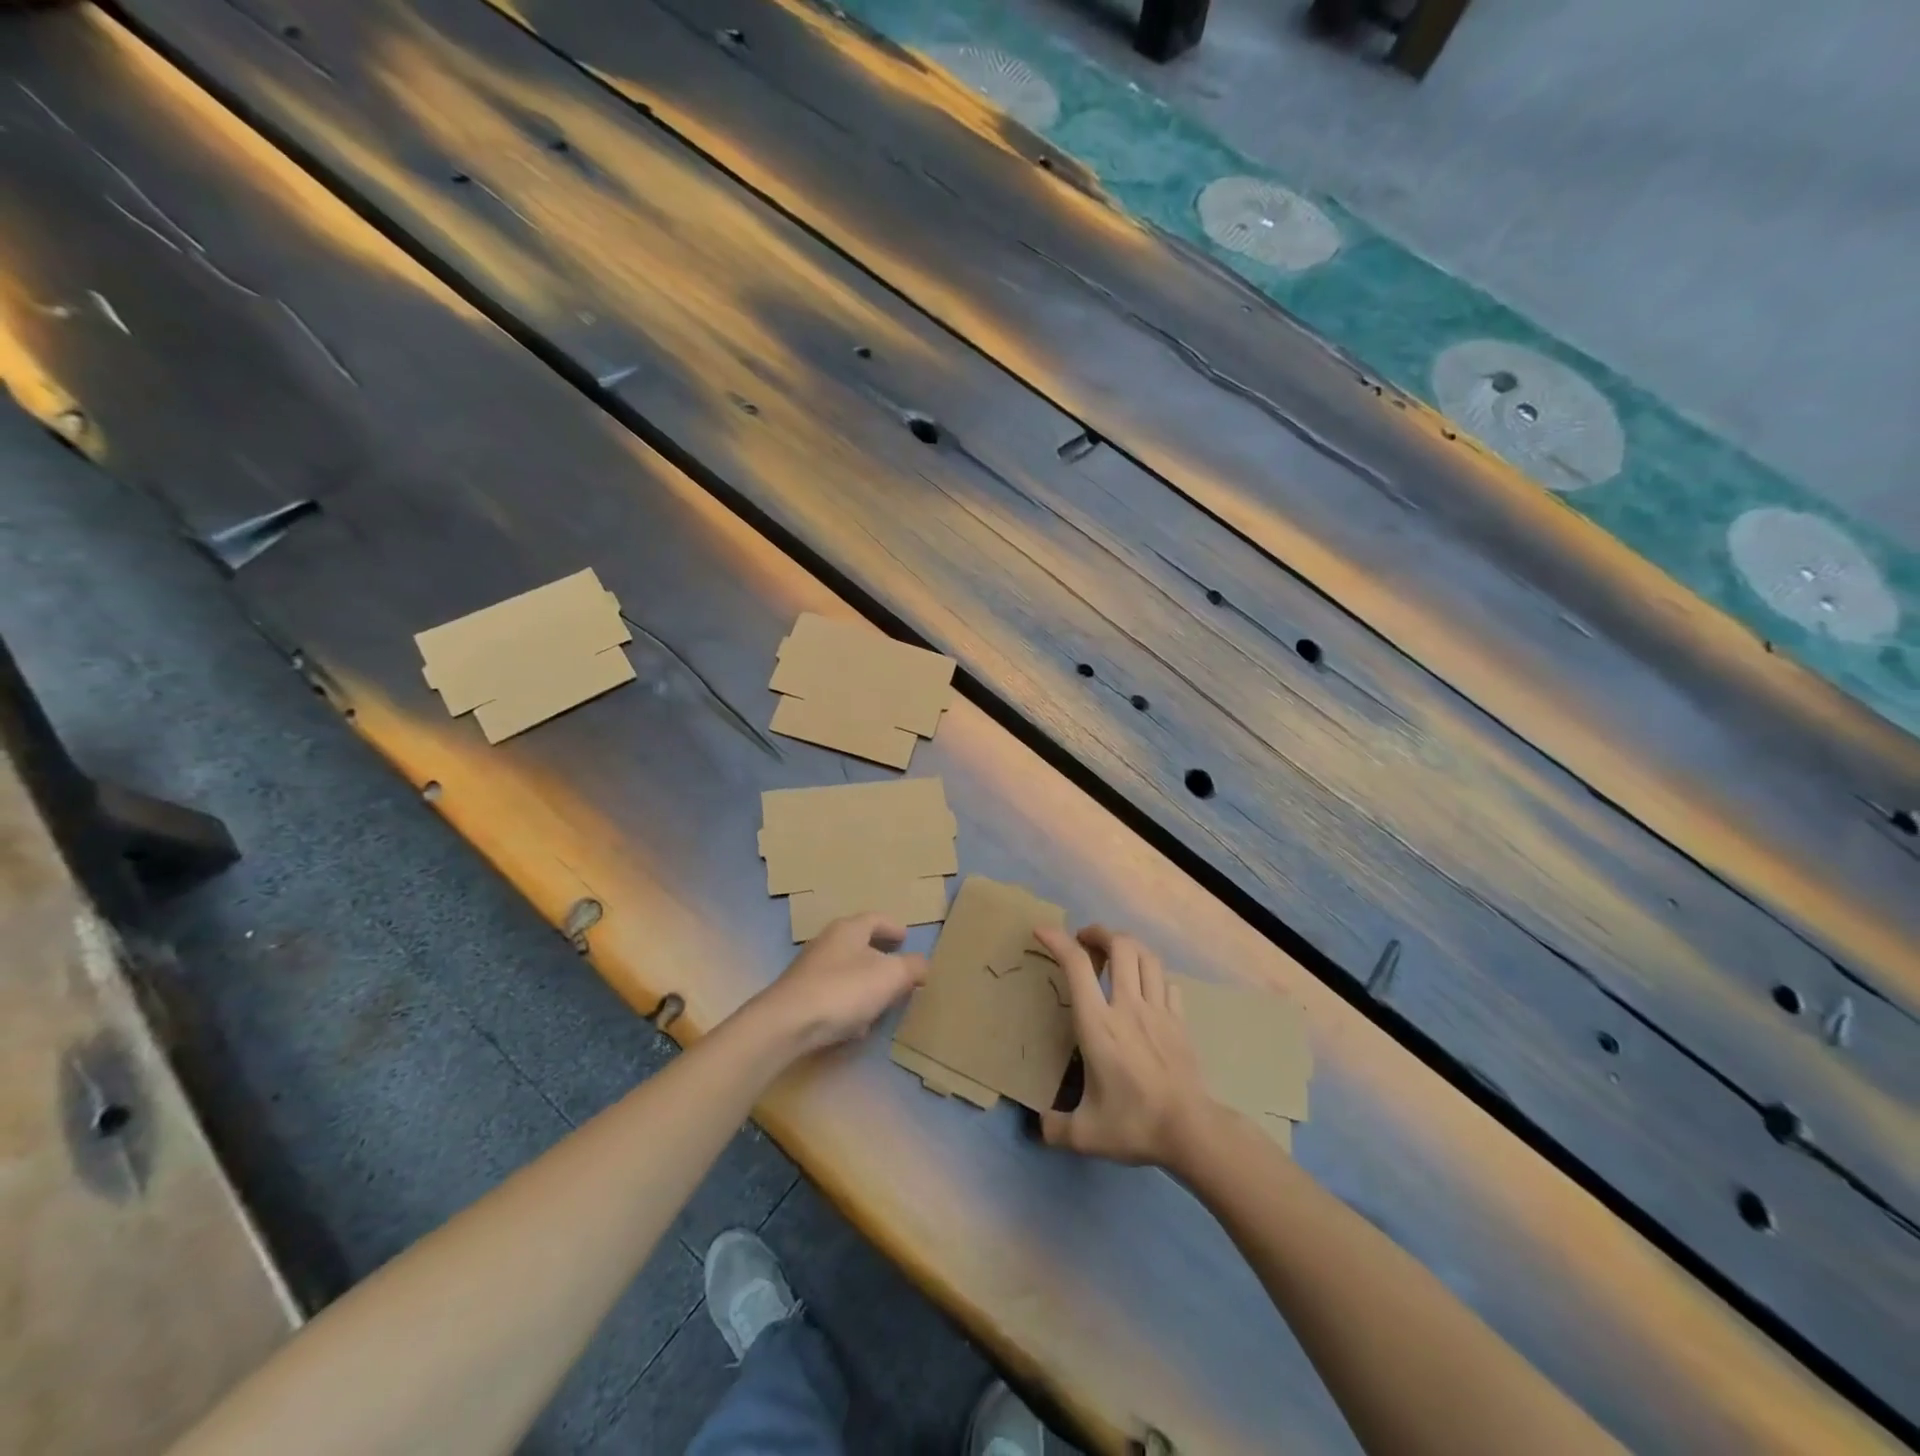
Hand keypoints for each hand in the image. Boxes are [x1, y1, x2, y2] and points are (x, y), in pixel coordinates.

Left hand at [744, 913, 928, 1057]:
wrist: (786, 1024)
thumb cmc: (843, 989)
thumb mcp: (891, 976)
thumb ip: (912, 967)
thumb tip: (922, 965)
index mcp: (849, 929)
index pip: (876, 919)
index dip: (893, 927)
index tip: (906, 937)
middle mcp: (828, 943)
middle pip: (859, 944)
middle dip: (880, 956)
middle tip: (899, 969)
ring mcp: (810, 970)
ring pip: (846, 971)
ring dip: (865, 983)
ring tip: (883, 1000)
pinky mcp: (800, 996)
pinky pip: (833, 995)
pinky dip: (848, 1004)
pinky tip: (857, 1025)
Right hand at [1037, 925, 1213, 1167]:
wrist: (1192, 1131)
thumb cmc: (1134, 1124)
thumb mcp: (1085, 1134)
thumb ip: (1055, 1127)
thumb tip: (1040, 1126)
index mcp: (1098, 1024)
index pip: (1076, 966)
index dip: (1057, 940)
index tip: (1042, 931)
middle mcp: (1128, 1006)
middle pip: (1120, 945)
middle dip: (1099, 932)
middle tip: (1084, 940)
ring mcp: (1159, 1011)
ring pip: (1147, 956)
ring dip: (1127, 946)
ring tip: (1114, 952)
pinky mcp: (1180, 1021)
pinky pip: (1167, 982)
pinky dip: (1153, 975)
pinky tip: (1146, 986)